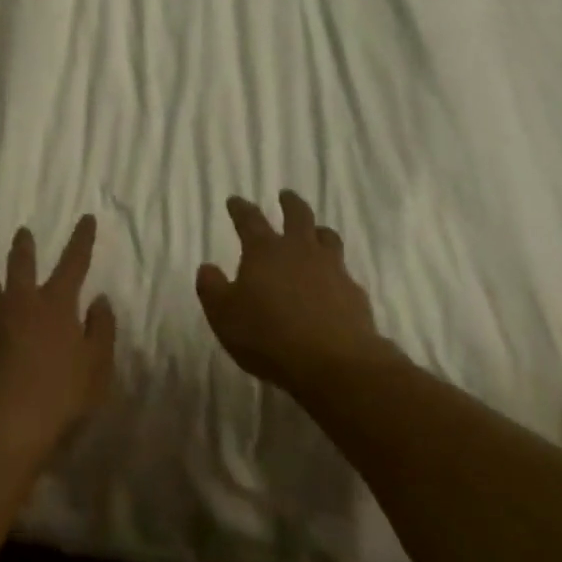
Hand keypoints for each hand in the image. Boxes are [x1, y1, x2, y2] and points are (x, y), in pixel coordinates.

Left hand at [0, 216, 116, 466]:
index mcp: (55, 304)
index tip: (86, 217)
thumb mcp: (96, 369)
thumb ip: (101, 330)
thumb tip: (100, 299)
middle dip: (24, 246)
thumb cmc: (58, 400)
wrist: (0, 430)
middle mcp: (20, 302)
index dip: (81, 239)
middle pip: (21, 264)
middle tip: (22, 233)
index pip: (73, 262)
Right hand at [197, 191, 389, 395]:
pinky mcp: (354, 294)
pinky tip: (335, 287)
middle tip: (285, 196)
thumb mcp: (225, 317)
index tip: (235, 200)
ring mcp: (331, 269)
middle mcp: (299, 250)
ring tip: (316, 234)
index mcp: (265, 251)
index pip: (249, 220)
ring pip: (327, 237)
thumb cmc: (270, 337)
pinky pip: (345, 275)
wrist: (335, 365)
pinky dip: (337, 275)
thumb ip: (212, 289)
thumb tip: (207, 268)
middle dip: (290, 203)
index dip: (240, 208)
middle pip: (297, 215)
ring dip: (319, 232)